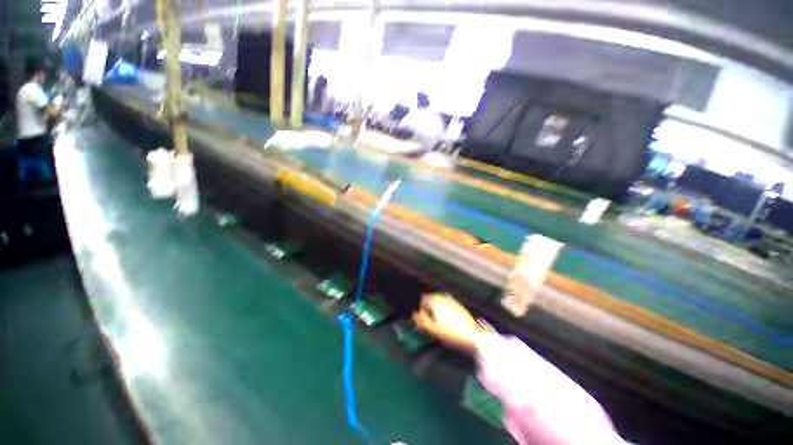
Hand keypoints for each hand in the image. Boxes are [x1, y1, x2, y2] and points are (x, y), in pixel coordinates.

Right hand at [413, 293, 482, 353]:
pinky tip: (449, 322)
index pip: (423, 300)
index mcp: (436, 300)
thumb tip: (414, 314)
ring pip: (440, 303)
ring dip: (437, 310)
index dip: (422, 309)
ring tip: (440, 323)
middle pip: (432, 300)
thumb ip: (421, 320)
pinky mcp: (460, 306)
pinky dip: (446, 311)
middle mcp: (444, 297)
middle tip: (431, 322)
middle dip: (430, 309)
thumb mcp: (432, 329)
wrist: (472, 336)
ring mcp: (453, 300)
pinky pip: (448, 306)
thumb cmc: (450, 333)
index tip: (424, 320)